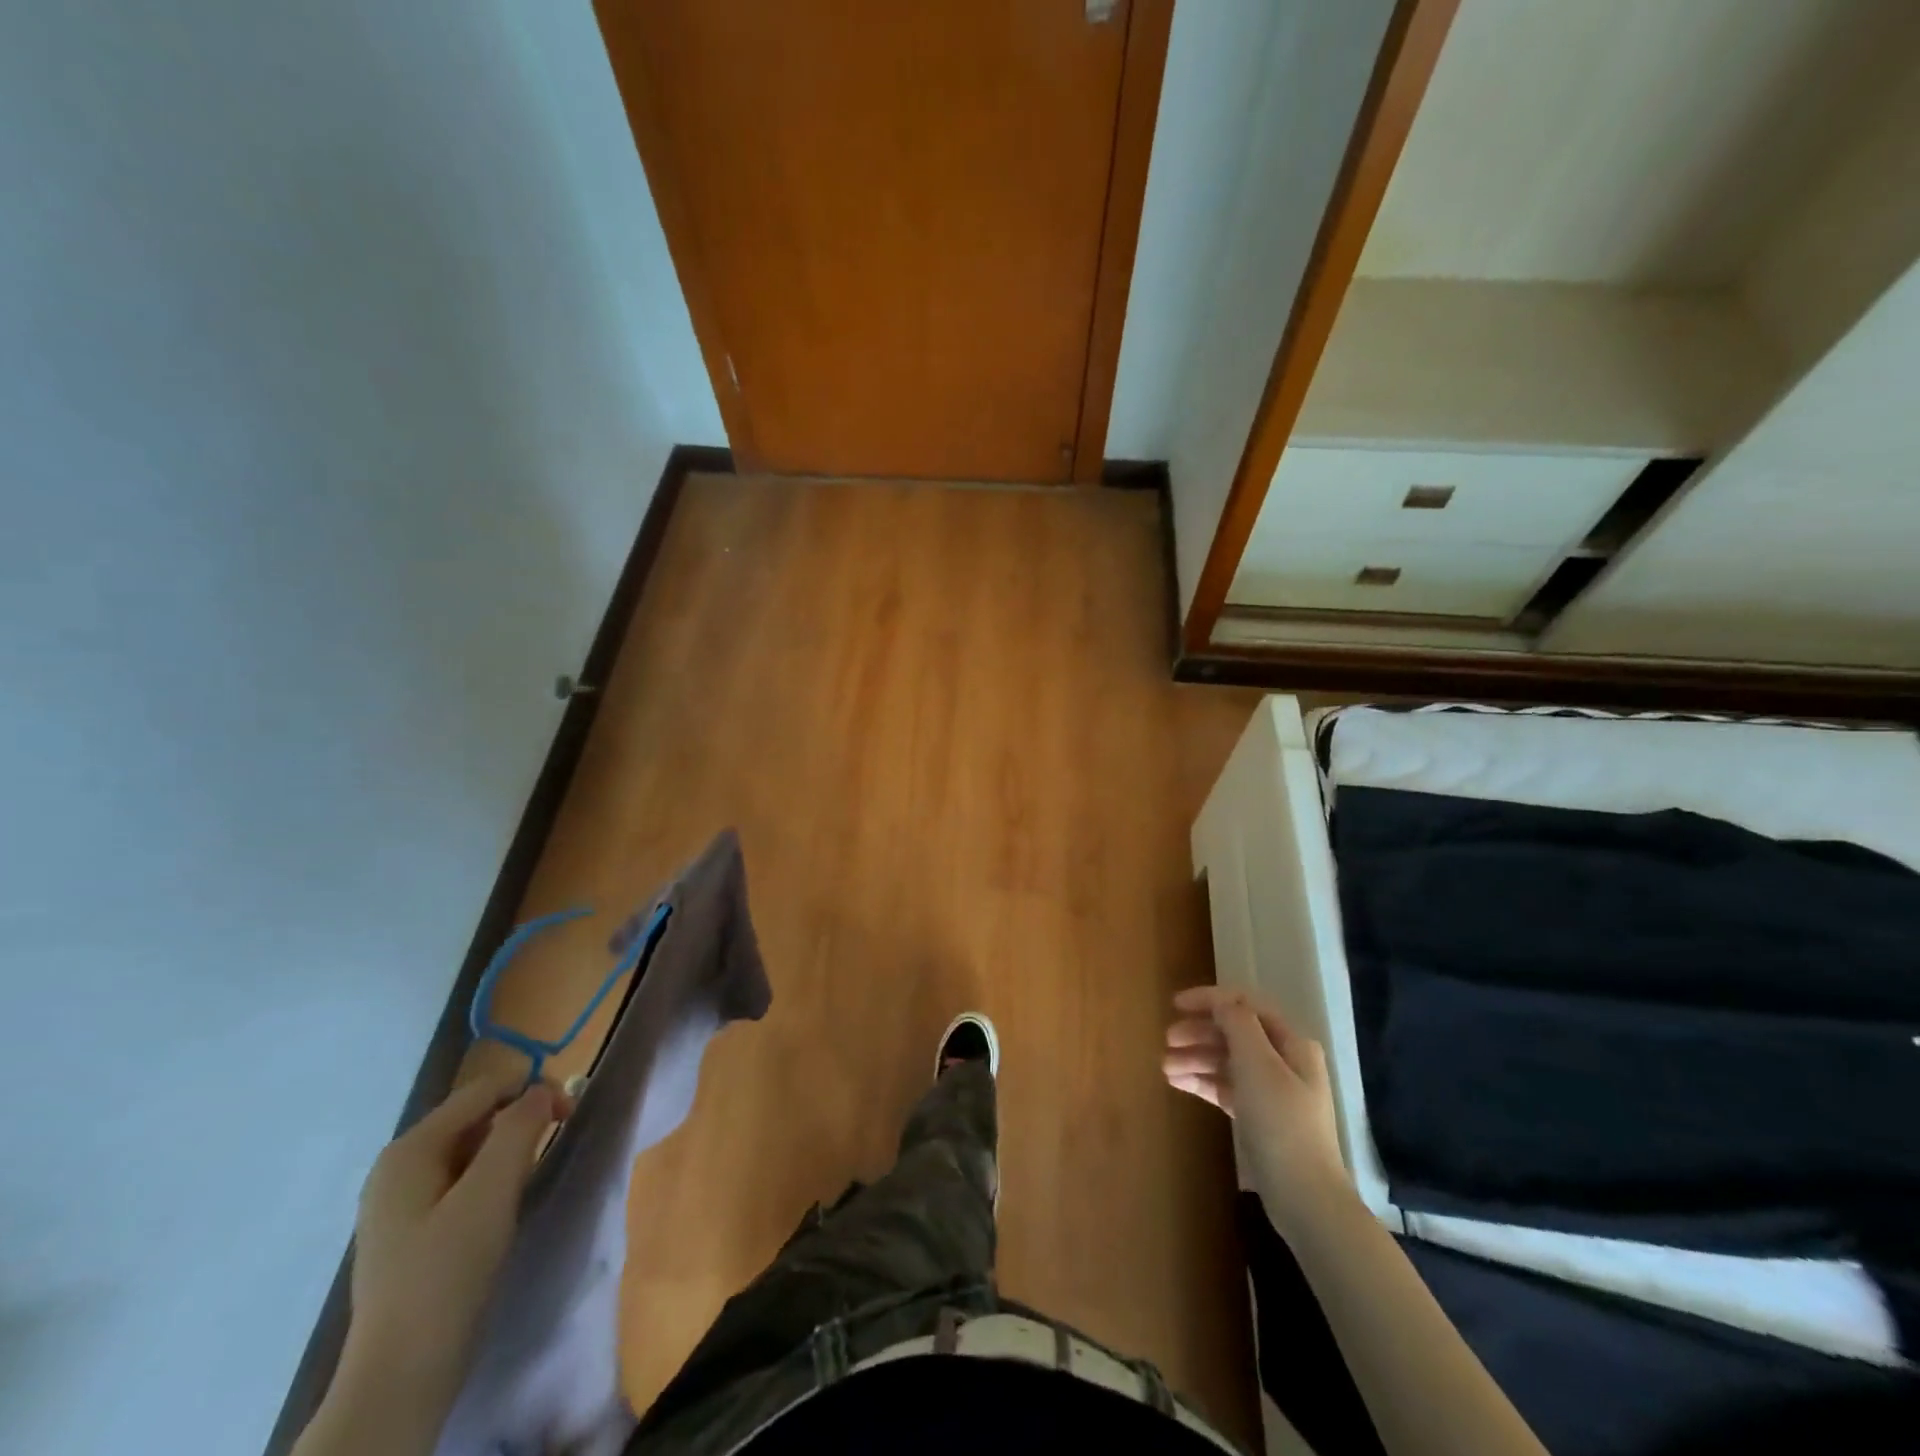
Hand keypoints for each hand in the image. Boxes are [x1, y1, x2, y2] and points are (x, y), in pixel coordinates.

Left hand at [311, 1069, 571, 1455]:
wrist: (401, 1375)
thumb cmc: (447, 1273)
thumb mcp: (492, 1192)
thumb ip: (520, 1129)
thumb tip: (543, 1090)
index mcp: (410, 1149)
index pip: (483, 1089)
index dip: (531, 1089)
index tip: (569, 1114)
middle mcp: (398, 1166)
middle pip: (475, 1116)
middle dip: (520, 1120)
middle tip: (553, 1145)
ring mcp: (400, 1201)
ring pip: (470, 1149)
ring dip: (508, 1151)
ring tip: (530, 1178)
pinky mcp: (411, 1231)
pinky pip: (460, 1181)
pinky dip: (490, 1179)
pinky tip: (503, 1207)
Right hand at [1163, 985, 1352, 1237]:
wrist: (1304, 1197)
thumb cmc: (1281, 1122)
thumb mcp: (1257, 1064)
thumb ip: (1237, 1024)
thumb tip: (1220, 1002)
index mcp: (1290, 1043)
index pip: (1245, 1005)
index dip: (1209, 1000)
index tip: (1175, 1005)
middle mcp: (1283, 1061)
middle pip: (1233, 1033)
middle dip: (1198, 1032)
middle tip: (1166, 1040)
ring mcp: (1271, 1090)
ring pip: (1226, 1061)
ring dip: (1195, 1058)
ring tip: (1165, 1067)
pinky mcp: (1259, 1116)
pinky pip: (1225, 1087)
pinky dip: (1202, 1082)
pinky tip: (1178, 1083)